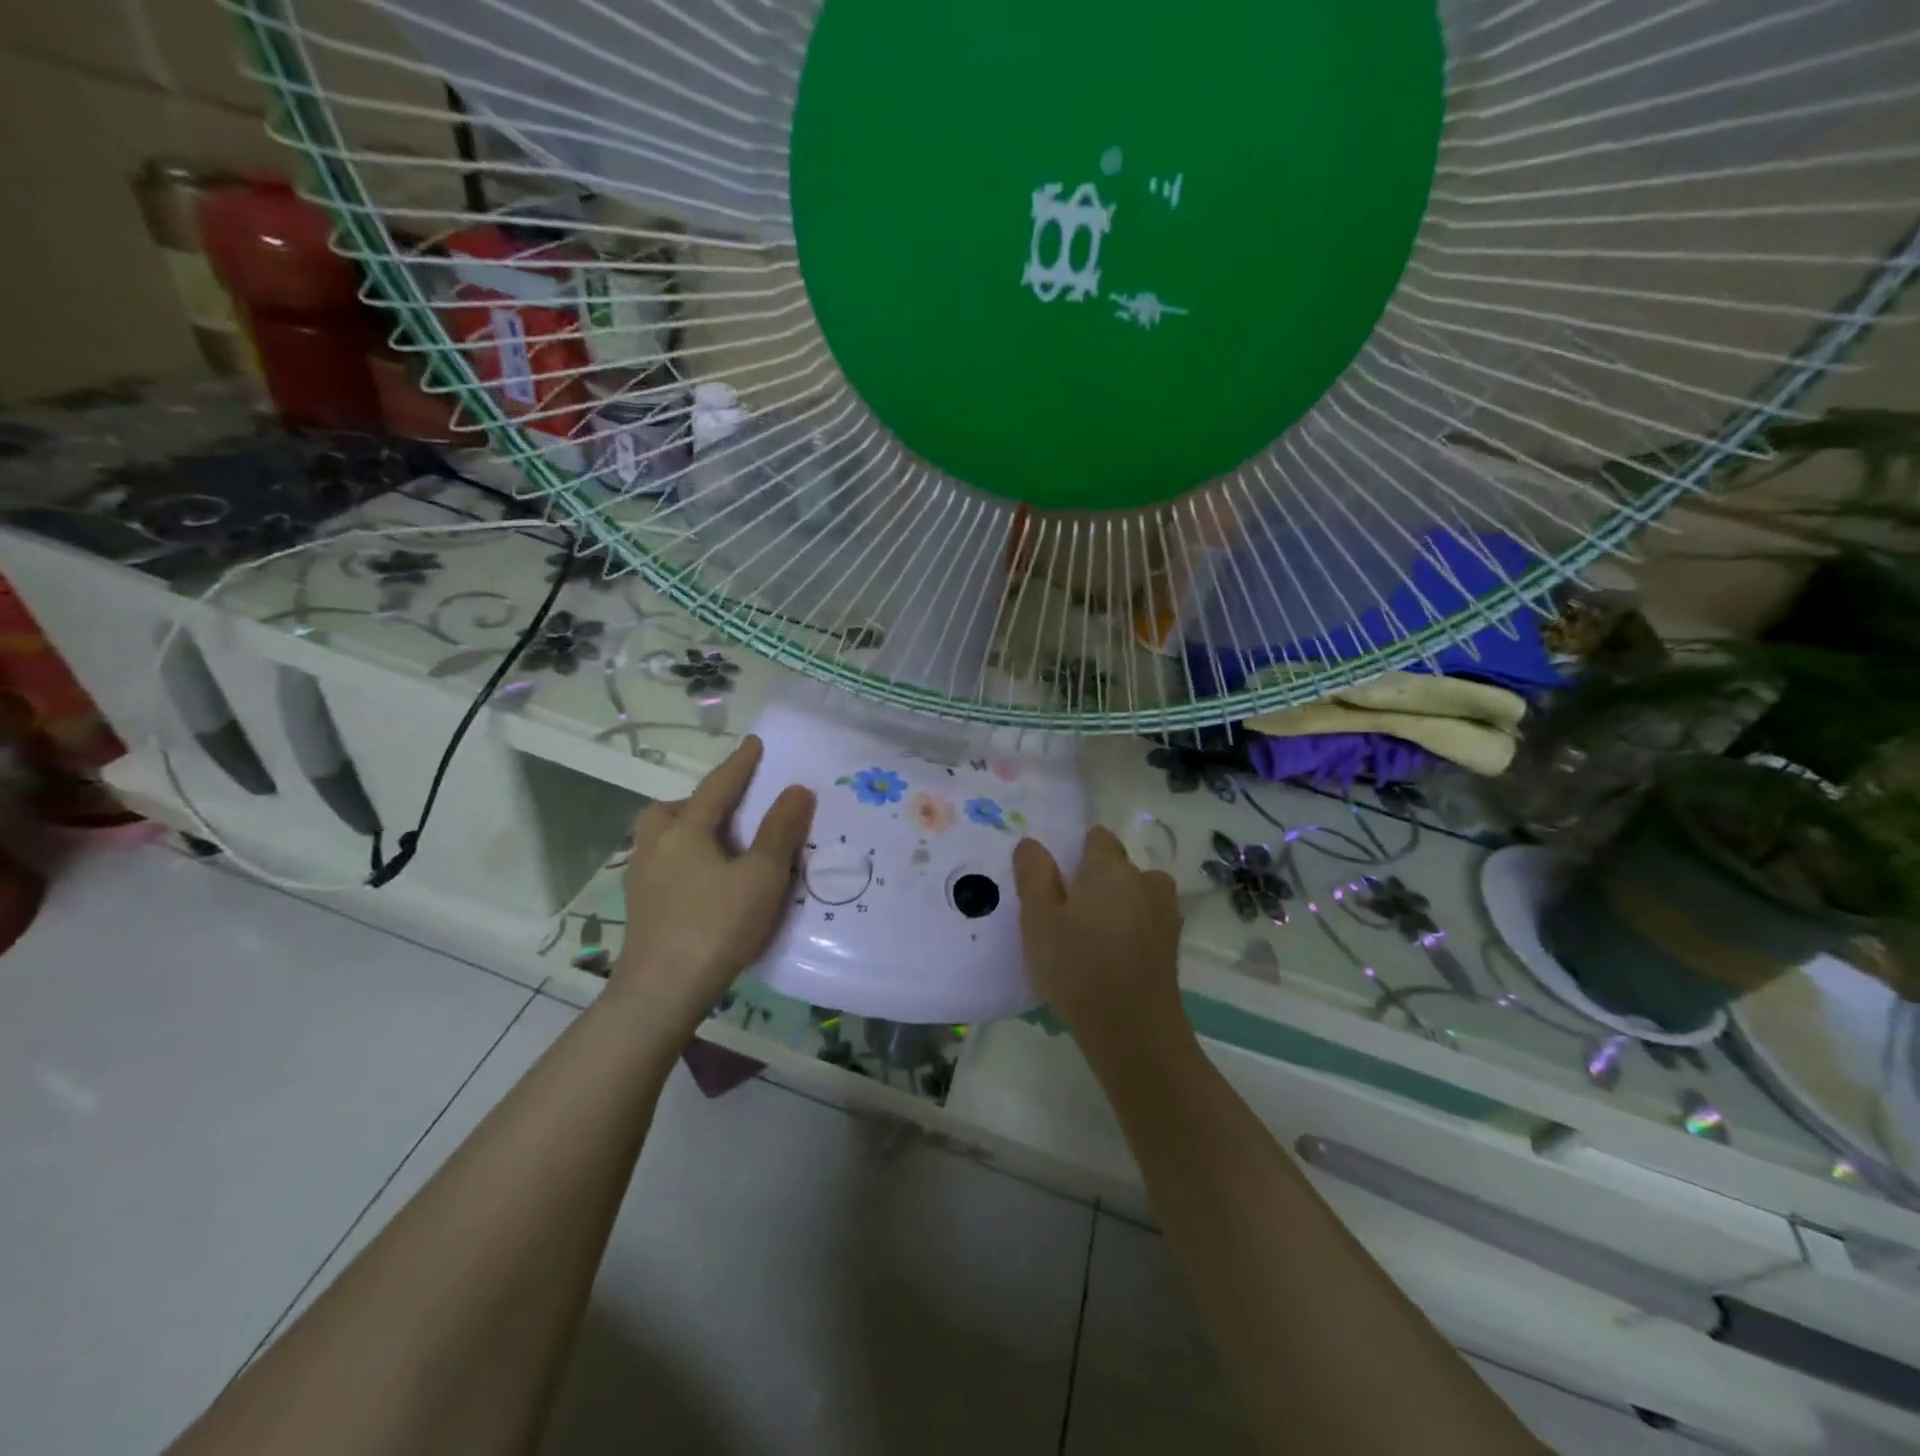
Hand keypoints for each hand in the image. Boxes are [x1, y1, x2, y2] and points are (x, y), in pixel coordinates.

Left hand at [610, 736, 814, 1040]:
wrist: (662, 991)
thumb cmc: (716, 926)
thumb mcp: (761, 876)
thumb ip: (780, 831)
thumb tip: (797, 789)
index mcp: (685, 831)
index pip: (717, 787)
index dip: (740, 764)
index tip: (754, 742)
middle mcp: (656, 846)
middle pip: (670, 809)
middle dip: (698, 800)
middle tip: (727, 808)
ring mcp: (642, 878)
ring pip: (660, 837)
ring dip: (685, 829)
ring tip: (717, 845)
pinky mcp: (640, 907)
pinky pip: (661, 864)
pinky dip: (682, 858)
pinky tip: (703, 882)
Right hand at [1013, 827, 1186, 1062]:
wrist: (1133, 1030)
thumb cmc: (1077, 967)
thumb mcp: (1038, 920)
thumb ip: (1033, 875)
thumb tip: (1032, 843)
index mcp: (1109, 868)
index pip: (1098, 837)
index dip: (1079, 851)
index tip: (1059, 877)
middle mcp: (1143, 880)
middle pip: (1120, 865)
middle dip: (1099, 878)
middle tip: (1070, 911)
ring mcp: (1164, 913)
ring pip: (1140, 892)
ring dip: (1123, 902)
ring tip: (1097, 932)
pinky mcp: (1172, 945)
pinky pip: (1150, 921)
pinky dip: (1136, 928)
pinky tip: (1116, 954)